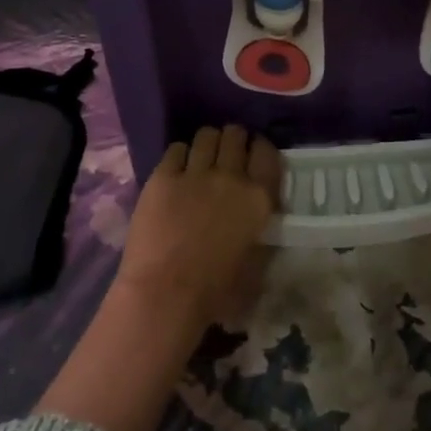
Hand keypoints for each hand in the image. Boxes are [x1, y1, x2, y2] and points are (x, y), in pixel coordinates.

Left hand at [116, 124, 281, 327]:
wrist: (166, 294)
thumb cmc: (217, 291)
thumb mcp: (257, 261)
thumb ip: (260, 229)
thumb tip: (256, 217)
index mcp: (259, 198)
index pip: (267, 153)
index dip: (259, 148)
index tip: (253, 153)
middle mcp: (231, 177)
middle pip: (235, 136)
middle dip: (233, 139)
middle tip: (226, 153)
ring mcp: (195, 173)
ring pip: (206, 136)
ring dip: (207, 143)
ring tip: (201, 156)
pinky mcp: (163, 177)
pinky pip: (176, 149)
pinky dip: (180, 155)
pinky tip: (177, 169)